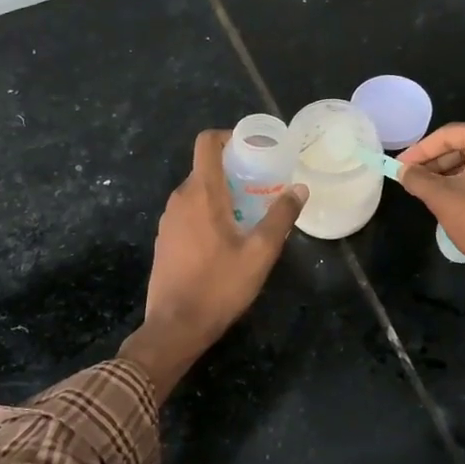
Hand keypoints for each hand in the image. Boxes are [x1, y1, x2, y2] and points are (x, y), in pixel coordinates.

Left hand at [121, 130, 306, 398]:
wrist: (176, 326)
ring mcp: (168, 220)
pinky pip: (189, 212)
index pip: (206, 143)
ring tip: (251, 212)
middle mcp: (179, 199)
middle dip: (235, 170)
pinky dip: (209, 212)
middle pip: (205, 167)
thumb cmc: (220, 285)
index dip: (229, 136)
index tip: (254, 148)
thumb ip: (281, 217)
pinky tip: (229, 238)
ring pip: (198, 192)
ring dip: (224, 194)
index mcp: (201, 193)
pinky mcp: (165, 240)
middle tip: (264, 185)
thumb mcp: (260, 252)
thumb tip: (299, 189)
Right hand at [396, 122, 464, 281]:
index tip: (399, 166)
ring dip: (453, 172)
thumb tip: (403, 170)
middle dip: (437, 162)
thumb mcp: (441, 197)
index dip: (419, 150)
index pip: (448, 135)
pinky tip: (456, 198)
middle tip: (413, 178)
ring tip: (430, 190)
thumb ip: (417, 178)